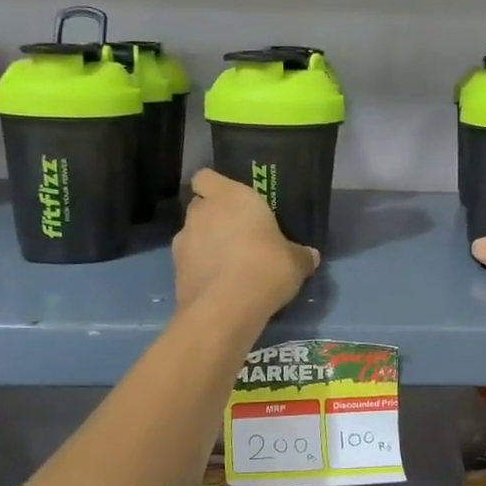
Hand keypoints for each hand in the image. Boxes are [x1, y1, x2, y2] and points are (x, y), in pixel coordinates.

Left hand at [173, 169, 318, 314]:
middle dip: (213, 217)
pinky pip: (189, 262)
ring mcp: (183, 241)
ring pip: (192, 235)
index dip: (214, 187)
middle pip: (200, 206)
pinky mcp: (175, 271)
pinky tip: (219, 286)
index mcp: (230, 197)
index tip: (230, 202)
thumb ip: (301, 255)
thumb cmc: (265, 267)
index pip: (206, 177)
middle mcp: (202, 212)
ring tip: (228, 265)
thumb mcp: (295, 262)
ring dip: (205, 245)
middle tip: (237, 235)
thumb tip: (311, 256)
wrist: (226, 308)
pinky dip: (200, 269)